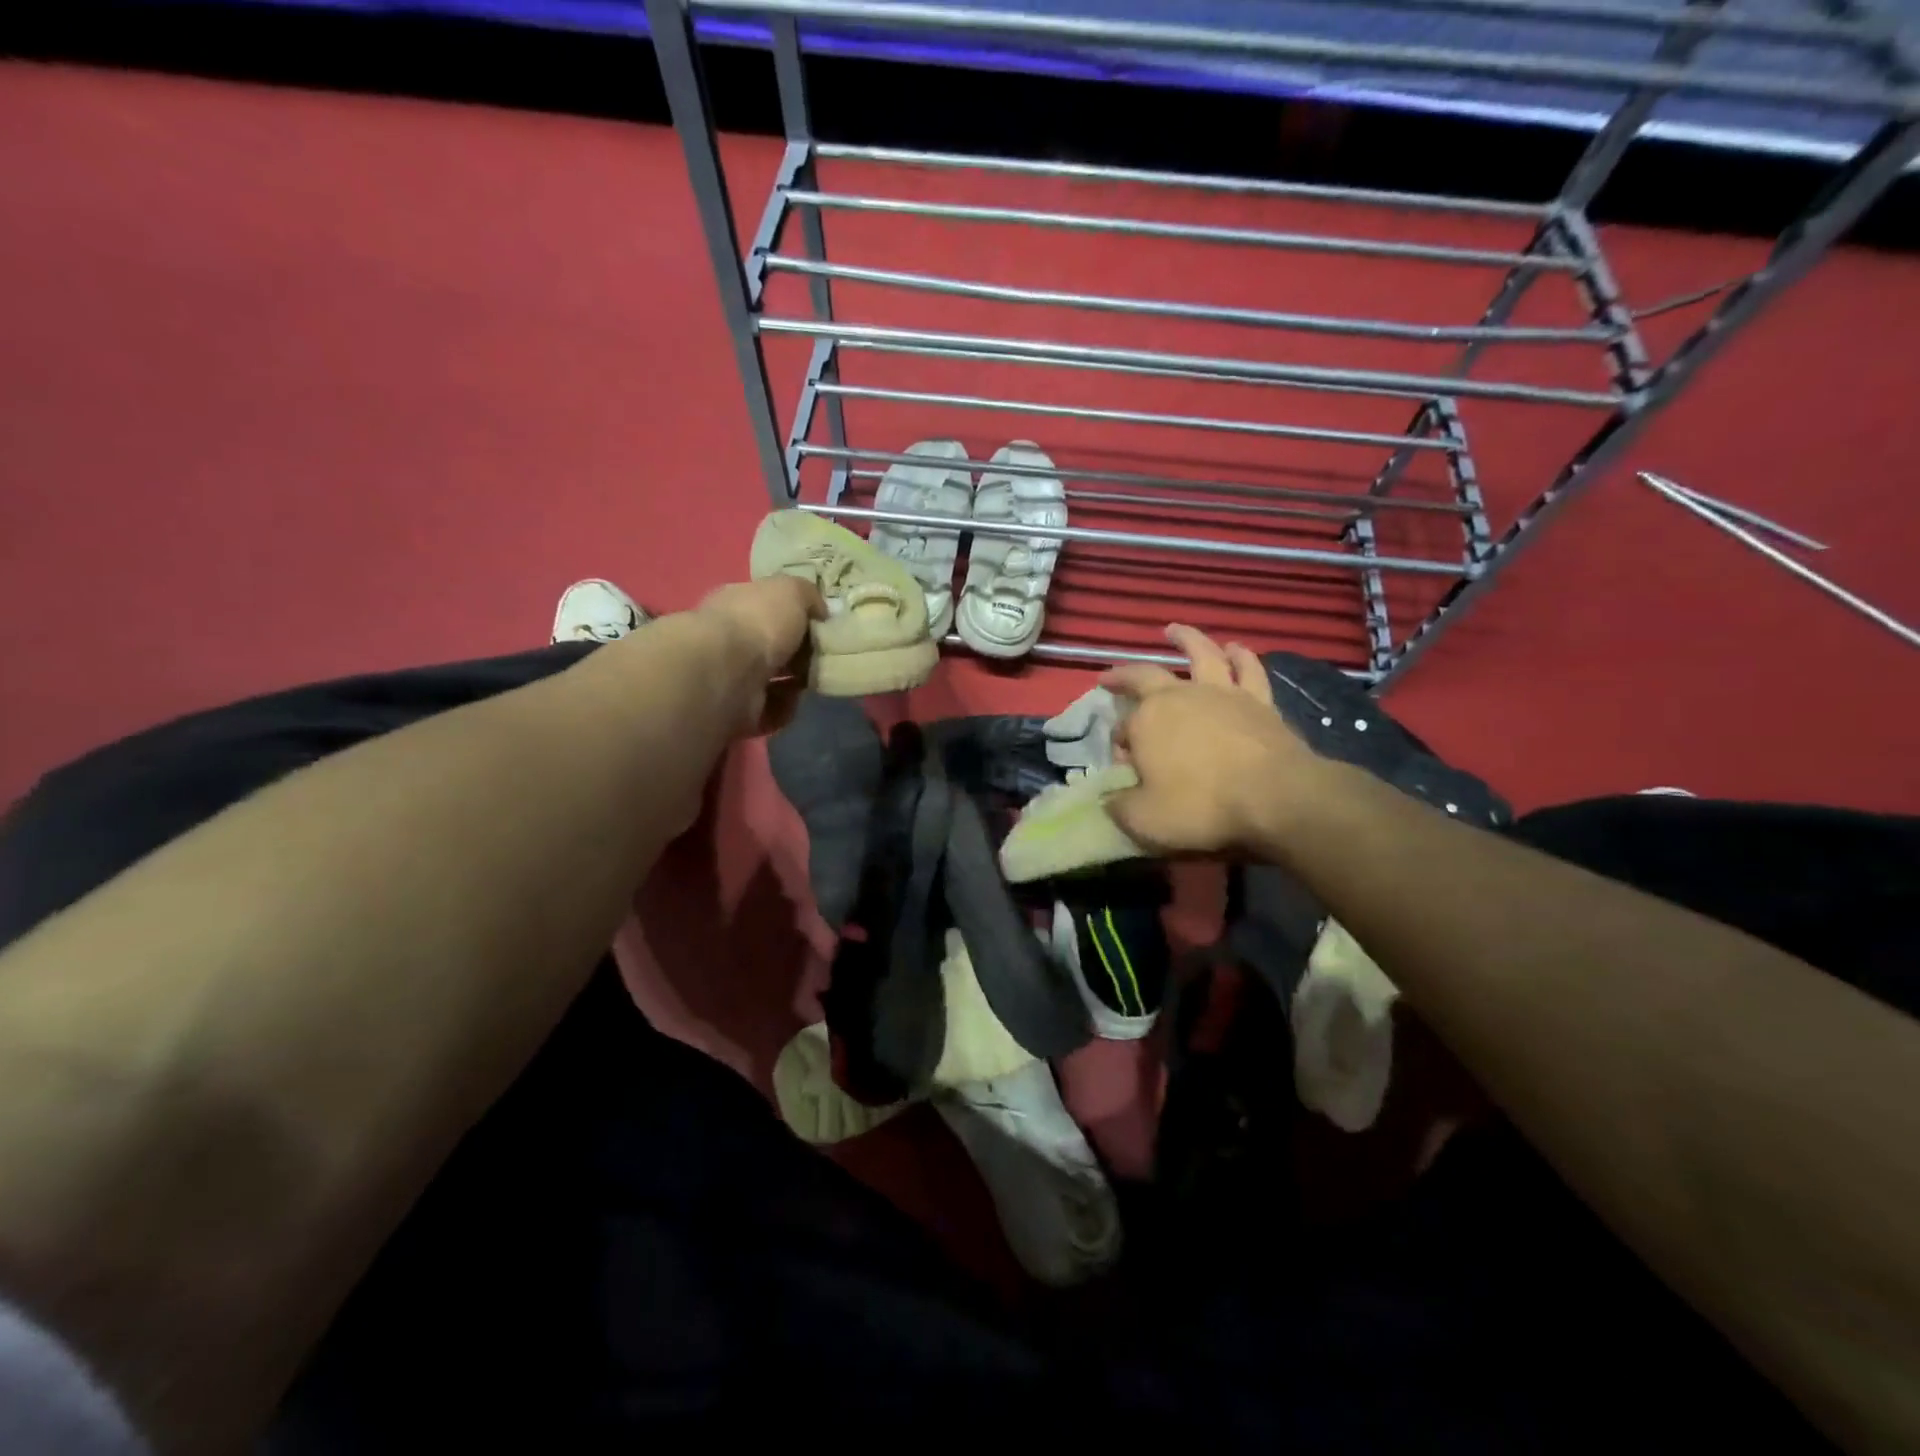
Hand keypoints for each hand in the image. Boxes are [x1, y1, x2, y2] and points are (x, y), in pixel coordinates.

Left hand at [694, 576, 824, 735]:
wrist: (729, 672)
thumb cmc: (759, 622)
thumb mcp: (791, 591)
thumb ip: (808, 595)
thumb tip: (820, 610)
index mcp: (737, 603)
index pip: (767, 606)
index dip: (795, 614)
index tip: (821, 625)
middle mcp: (730, 638)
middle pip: (773, 645)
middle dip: (800, 653)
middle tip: (822, 656)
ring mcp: (731, 676)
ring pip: (773, 680)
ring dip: (796, 683)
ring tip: (813, 680)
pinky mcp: (737, 709)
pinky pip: (771, 709)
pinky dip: (785, 707)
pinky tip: (793, 699)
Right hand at [1101, 625, 1322, 855]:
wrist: (1275, 797)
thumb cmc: (1202, 806)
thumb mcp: (1145, 819)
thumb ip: (1120, 806)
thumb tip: (1109, 798)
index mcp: (1147, 721)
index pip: (1123, 729)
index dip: (1119, 744)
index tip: (1122, 762)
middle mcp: (1180, 697)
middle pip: (1146, 676)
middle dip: (1124, 675)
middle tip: (1110, 676)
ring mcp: (1222, 693)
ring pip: (1201, 654)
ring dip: (1186, 639)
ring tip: (1174, 631)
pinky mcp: (1259, 700)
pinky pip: (1248, 670)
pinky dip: (1241, 656)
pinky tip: (1236, 648)